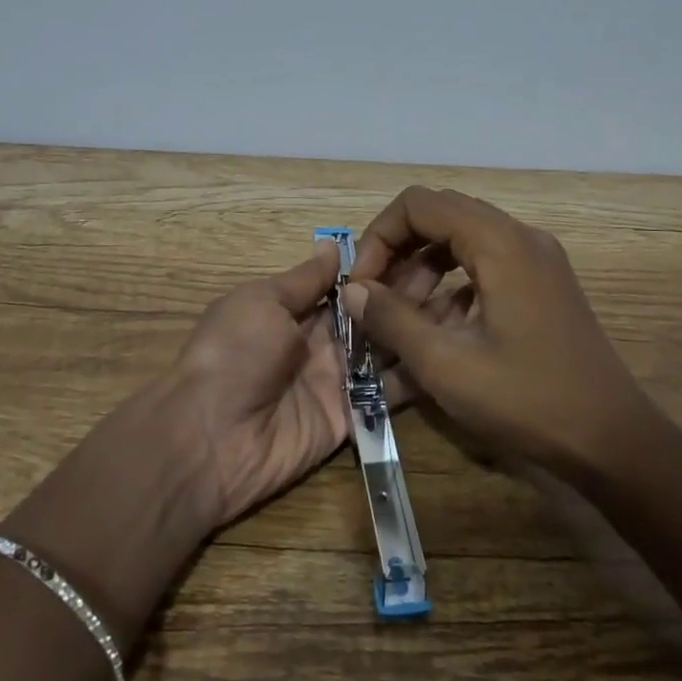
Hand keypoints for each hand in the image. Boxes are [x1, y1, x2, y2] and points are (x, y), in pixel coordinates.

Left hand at [148, 237, 468, 529]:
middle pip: (373, 314)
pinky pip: (388, 392)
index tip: (422, 244)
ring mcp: (339, 380)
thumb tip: (332, 245)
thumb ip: (303, 280)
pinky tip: (456, 351)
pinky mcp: (352, 415)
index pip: (348, 284)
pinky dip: (418, 374)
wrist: (210, 436)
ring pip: (388, 349)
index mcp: (295, 310)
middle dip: (408, 293)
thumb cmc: (233, 353)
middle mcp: (322, 342)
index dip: (381, 267)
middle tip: (458, 268)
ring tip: (470, 303)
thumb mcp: (261, 302)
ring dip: (421, 329)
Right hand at [344, 186, 654, 480]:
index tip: (362, 285)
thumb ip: (392, 319)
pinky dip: (451, 289)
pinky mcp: (541, 286)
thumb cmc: (528, 400)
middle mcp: (519, 238)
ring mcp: (535, 261)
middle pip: (440, 217)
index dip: (379, 237)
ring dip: (422, 274)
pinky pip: (483, 267)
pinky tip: (437, 335)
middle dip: (398, 254)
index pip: (419, 205)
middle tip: (375, 300)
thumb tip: (351, 289)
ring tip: (400, 324)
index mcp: (500, 243)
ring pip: (460, 243)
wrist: (613, 442)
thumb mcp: (447, 363)